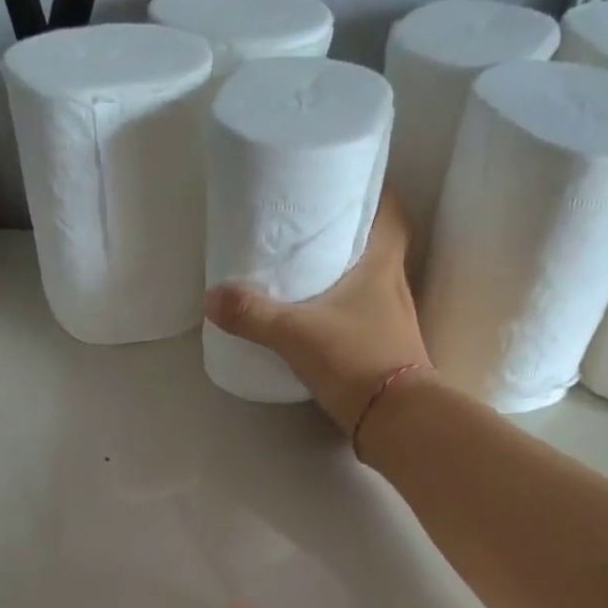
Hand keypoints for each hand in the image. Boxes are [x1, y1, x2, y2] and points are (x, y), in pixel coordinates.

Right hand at [204, 192, 430, 438]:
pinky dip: (345, 313)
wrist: (395, 418)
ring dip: (346, 276)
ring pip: (371, 284)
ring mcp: (393, 322)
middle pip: (378, 245)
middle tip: (312, 231)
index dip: (371, 194)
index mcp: (382, 264)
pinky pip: (364, 318)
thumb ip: (253, 315)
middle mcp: (395, 286)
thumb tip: (212, 297)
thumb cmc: (355, 360)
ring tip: (308, 273)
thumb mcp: (296, 334)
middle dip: (349, 235)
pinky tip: (319, 322)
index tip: (342, 188)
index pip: (389, 211)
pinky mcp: (386, 352)